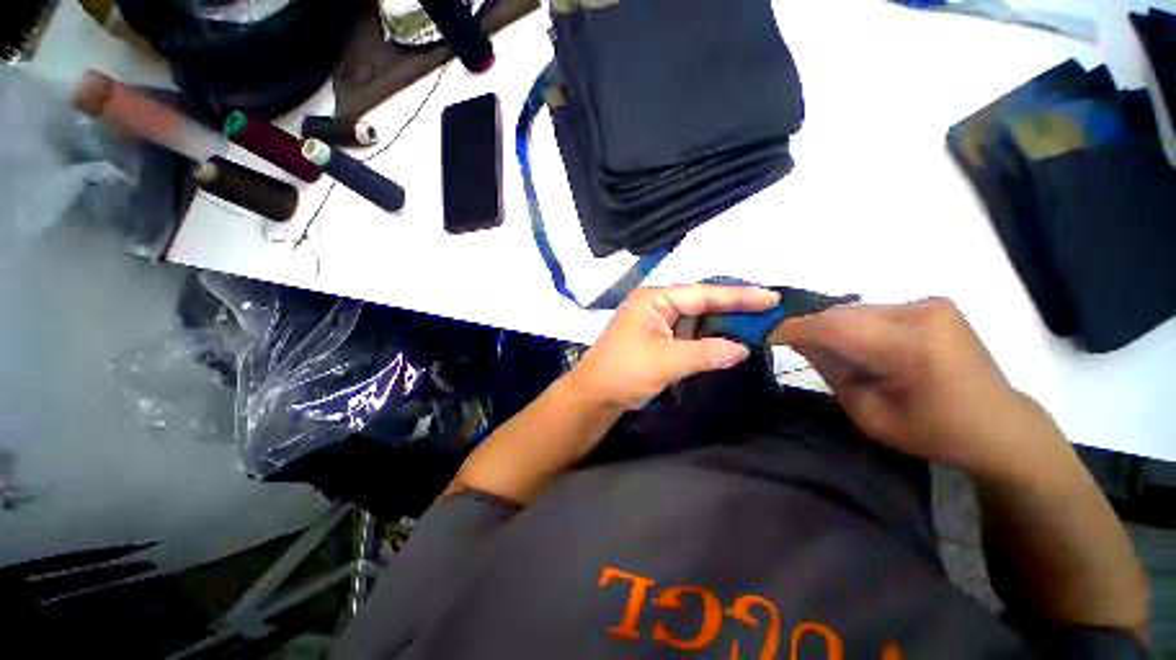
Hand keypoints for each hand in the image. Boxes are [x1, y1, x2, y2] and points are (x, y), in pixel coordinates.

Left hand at [569, 285, 780, 410]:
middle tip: (769, 313)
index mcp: (654, 299)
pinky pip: (688, 335)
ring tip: (756, 328)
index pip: (703, 294)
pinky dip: (706, 340)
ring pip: (696, 320)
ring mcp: (656, 322)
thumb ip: (706, 352)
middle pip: (701, 303)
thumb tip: (742, 349)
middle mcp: (656, 305)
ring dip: (721, 326)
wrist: (594, 395)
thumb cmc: (624, 371)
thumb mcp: (667, 361)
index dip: (738, 296)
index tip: (772, 297)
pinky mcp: (657, 339)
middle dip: (732, 309)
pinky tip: (727, 343)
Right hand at [774, 298, 1059, 478]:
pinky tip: (858, 346)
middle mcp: (923, 313)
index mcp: (911, 348)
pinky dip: (856, 325)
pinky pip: (875, 311)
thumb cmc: (932, 432)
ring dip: (834, 327)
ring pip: (857, 310)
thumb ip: (830, 369)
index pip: (834, 327)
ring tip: (826, 349)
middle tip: (788, 342)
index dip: (794, 328)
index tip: (766, 334)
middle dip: (811, 327)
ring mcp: (932, 304)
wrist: (999, 425)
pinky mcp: (934, 304)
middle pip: (843, 313)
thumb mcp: (868, 413)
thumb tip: (798, 340)